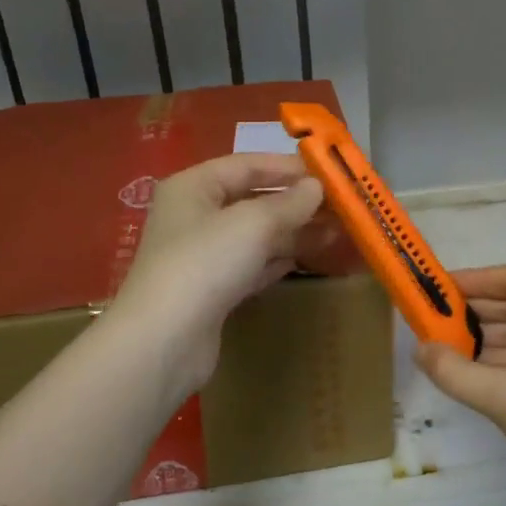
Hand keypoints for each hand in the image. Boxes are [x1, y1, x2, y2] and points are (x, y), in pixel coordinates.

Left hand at [107, 154, 337, 393]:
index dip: (289, 167)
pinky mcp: (212, 290)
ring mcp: (202, 255)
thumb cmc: (206, 263)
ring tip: (335, 232)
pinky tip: (306, 258)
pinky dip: (278, 259)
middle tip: (340, 206)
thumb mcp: (254, 223)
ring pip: (255, 234)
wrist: (166, 339)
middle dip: (296, 202)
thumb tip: (316, 187)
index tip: (330, 173)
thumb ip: (289, 202)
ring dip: (293, 231)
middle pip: (252, 199)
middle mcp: (194, 215)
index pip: (247, 165)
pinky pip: (252, 264)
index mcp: (193, 186)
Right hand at [415, 264, 505, 505]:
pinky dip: (503, 358)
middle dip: (477, 312)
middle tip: (432, 318)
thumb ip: (454, 371)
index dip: (474, 281)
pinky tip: (468, 366)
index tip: (437, 288)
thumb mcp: (504, 398)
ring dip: (486, 337)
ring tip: (442, 343)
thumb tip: (418, 350)